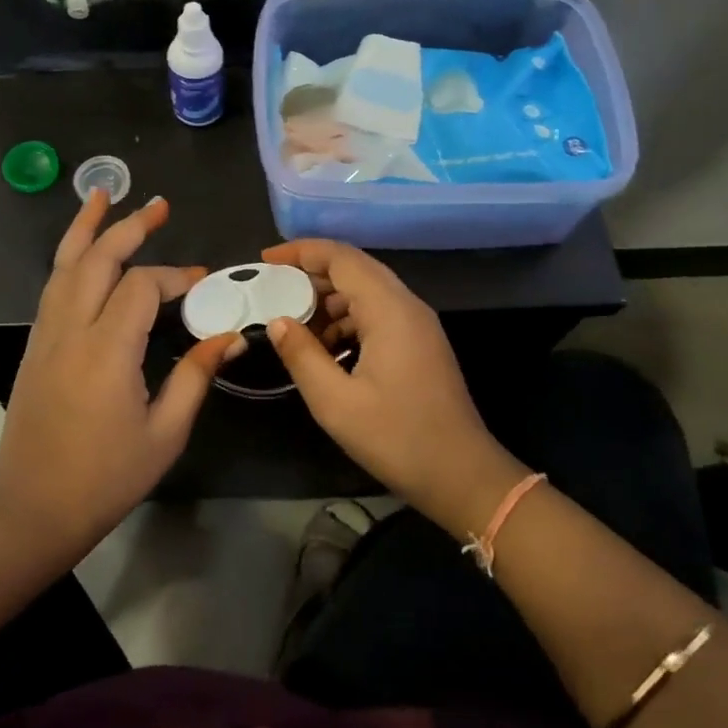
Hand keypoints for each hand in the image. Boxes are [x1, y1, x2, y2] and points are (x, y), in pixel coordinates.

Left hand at [0, 191, 236, 557]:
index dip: (175, 277)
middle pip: (96, 260)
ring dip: (86, 228)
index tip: (203, 284)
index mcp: (107, 351)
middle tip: (159, 205)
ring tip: (103, 196)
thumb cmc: (106, 478)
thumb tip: (230, 336)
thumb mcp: (164, 434)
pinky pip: (52, 288)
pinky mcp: (35, 346)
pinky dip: (68, 258)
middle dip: (129, 227)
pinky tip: (82, 252)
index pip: (141, 287)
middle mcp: (71, 331)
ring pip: (63, 266)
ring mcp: (45, 336)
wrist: (33, 509)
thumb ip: (195, 377)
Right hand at [260, 238, 527, 538]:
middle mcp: (407, 305)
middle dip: (311, 275)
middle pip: (355, 270)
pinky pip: (378, 315)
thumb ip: (302, 355)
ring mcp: (418, 325)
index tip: (266, 260)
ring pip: (366, 293)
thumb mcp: (336, 402)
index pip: (341, 258)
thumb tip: (277, 322)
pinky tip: (325, 350)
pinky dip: (347, 322)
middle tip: (273, 292)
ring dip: (329, 302)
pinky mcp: (420, 344)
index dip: (301, 251)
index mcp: (389, 309)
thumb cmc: (397, 438)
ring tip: (293, 327)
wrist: (462, 475)